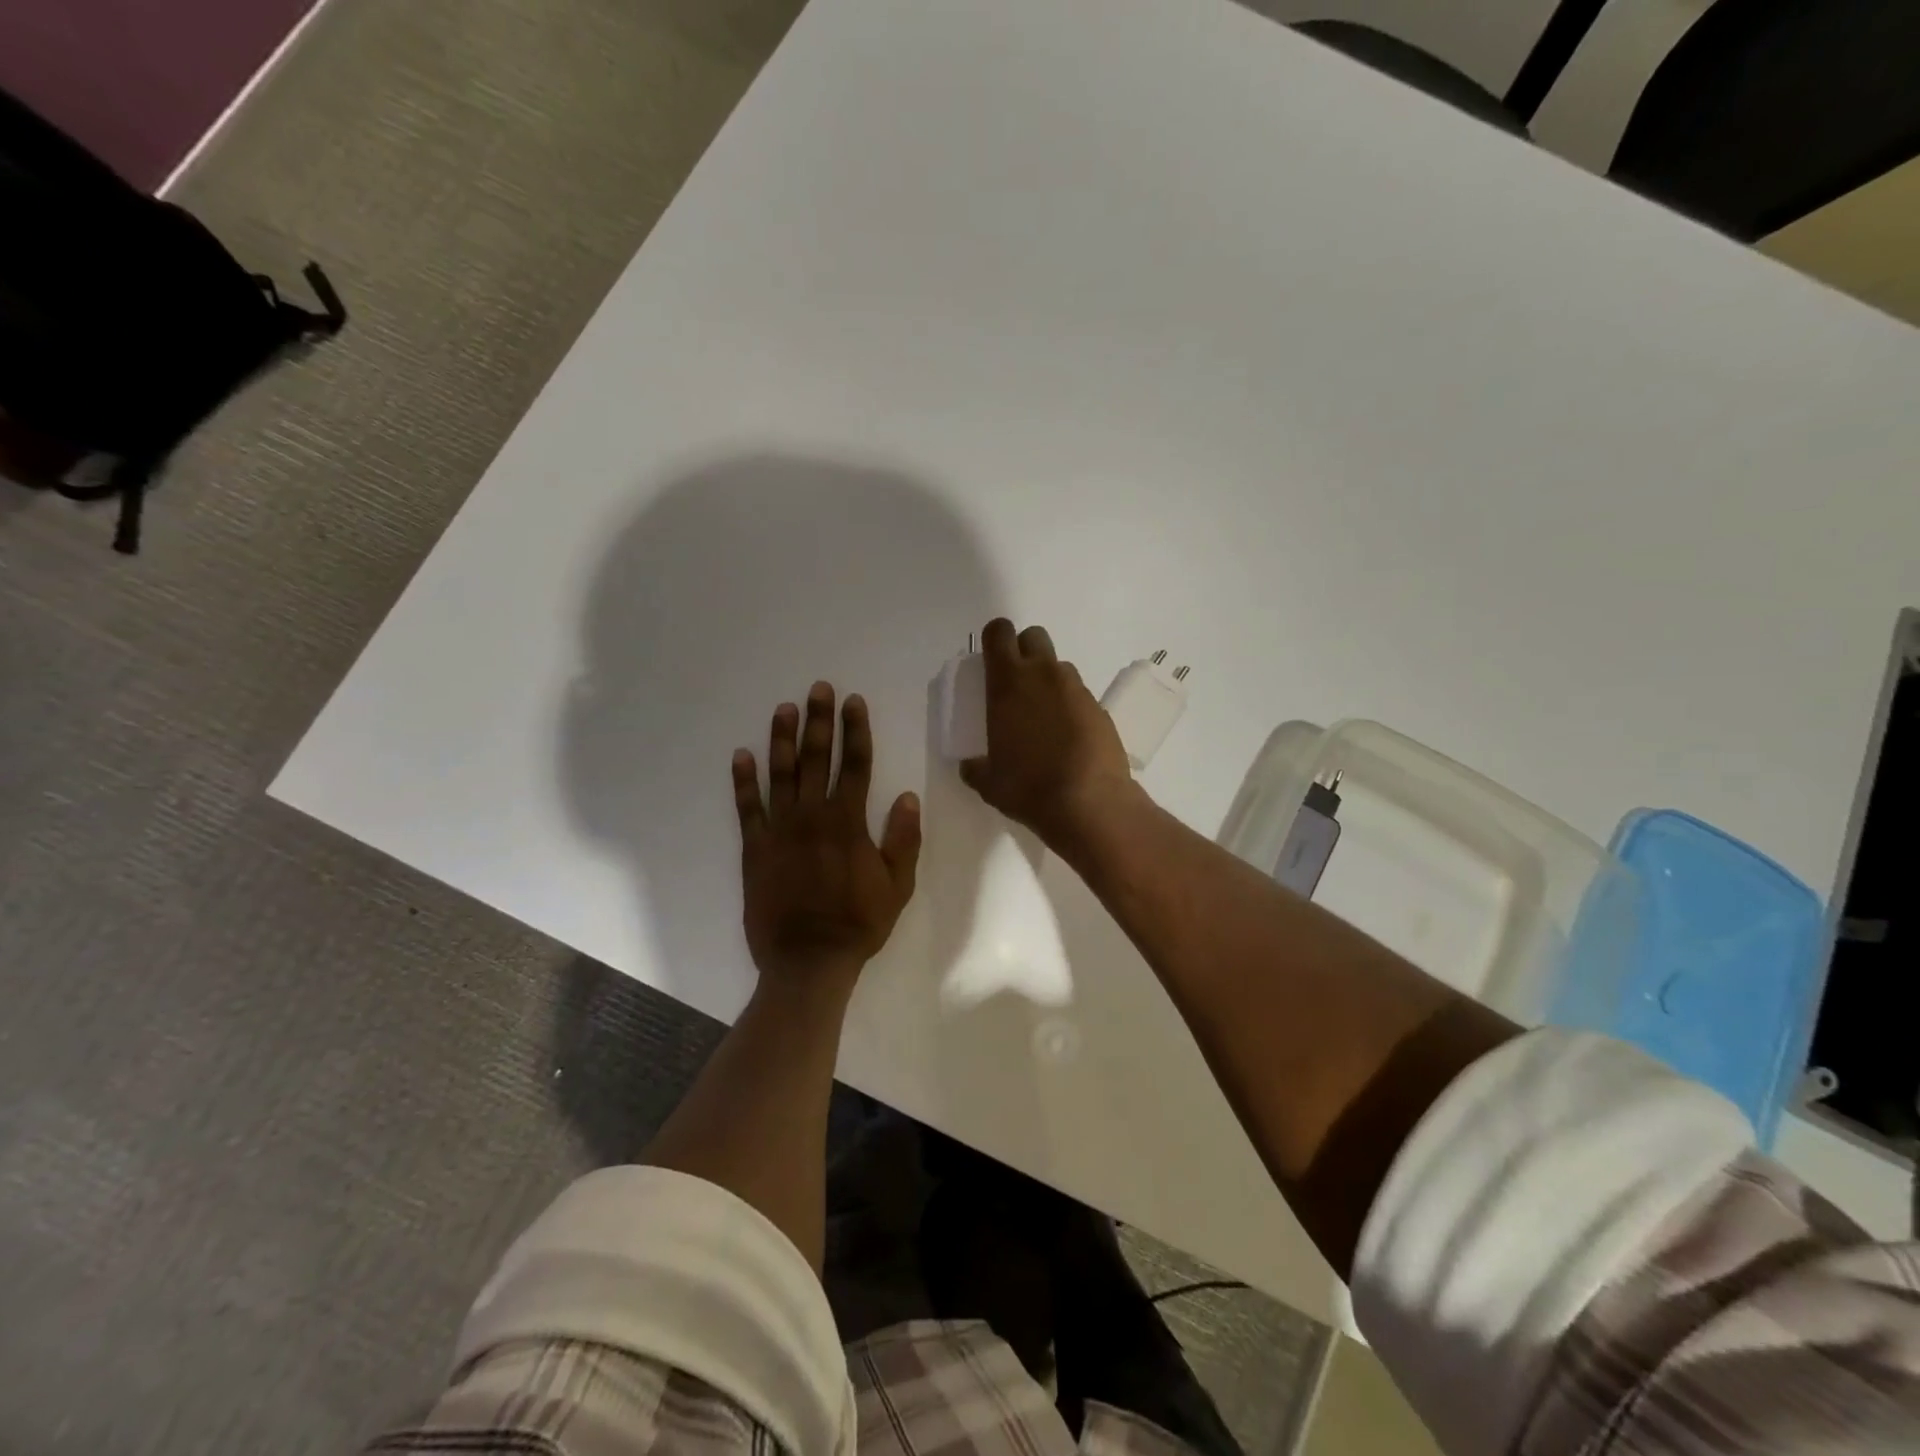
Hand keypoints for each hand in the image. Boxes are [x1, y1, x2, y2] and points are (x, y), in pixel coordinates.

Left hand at [733, 682, 921, 993]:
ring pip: (781, 774)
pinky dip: (743, 780)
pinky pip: (747, 808)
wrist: (808, 961)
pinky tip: (741, 755)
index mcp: (849, 823)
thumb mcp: (897, 886)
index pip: (856, 765)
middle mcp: (813, 816)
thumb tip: (909, 797)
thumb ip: (903, 840)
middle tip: (818, 688)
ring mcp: (780, 830)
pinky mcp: (755, 848)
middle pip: (817, 759)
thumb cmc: (858, 924)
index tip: (853, 702)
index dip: (856, 731)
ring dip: (782, 739)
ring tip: (783, 708)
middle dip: (819, 721)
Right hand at [959, 619, 1138, 851]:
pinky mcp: (1100, 708)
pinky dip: (1070, 707)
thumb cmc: (1028, 787)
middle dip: (1024, 650)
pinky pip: (1079, 695)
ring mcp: (1076, 689)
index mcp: (1008, 683)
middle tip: (1017, 683)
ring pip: (1059, 666)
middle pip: (1034, 637)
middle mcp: (1043, 675)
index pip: (999, 633)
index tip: (990, 660)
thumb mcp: (988, 781)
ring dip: (1048, 680)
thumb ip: (975, 766)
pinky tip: (1067, 737)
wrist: (1089, 803)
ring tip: (1044, 716)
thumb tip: (970, 765)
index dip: (994, 639)